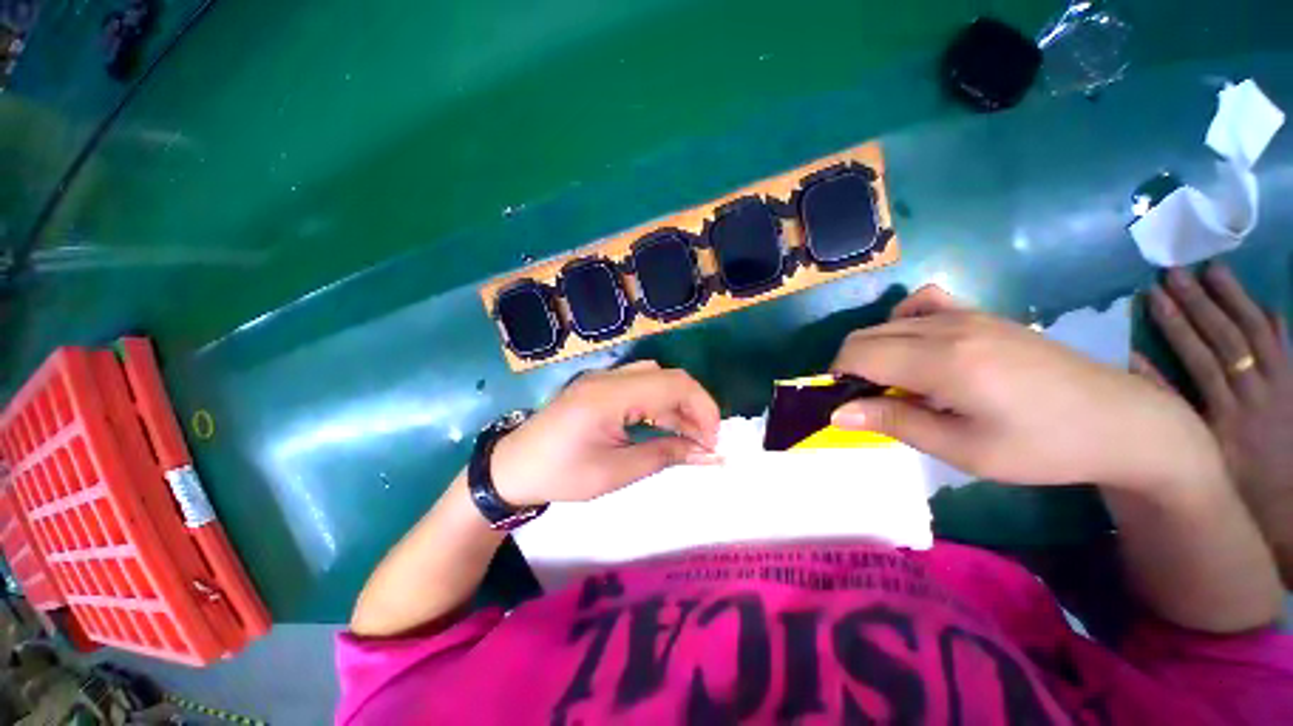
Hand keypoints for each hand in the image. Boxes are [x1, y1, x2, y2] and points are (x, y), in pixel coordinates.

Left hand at [490, 361, 720, 506]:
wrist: (513, 467)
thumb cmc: (562, 474)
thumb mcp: (616, 471)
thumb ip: (665, 455)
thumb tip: (708, 455)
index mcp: (610, 395)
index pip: (674, 385)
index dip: (703, 409)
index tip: (712, 442)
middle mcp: (609, 377)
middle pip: (668, 378)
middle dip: (695, 407)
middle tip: (704, 442)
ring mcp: (604, 379)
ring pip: (657, 380)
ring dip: (678, 405)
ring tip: (689, 438)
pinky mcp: (601, 387)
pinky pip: (641, 387)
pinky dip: (660, 405)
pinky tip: (665, 427)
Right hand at [828, 286, 1220, 489]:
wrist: (1119, 421)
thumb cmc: (1042, 447)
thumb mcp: (963, 449)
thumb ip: (895, 422)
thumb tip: (836, 413)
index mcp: (943, 361)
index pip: (857, 354)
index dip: (836, 378)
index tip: (845, 406)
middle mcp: (948, 327)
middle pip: (865, 336)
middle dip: (850, 367)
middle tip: (869, 404)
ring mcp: (967, 314)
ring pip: (886, 323)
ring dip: (873, 351)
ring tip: (894, 384)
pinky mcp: (981, 313)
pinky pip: (922, 303)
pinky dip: (901, 322)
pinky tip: (916, 346)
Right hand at [1142, 264, 1292, 527]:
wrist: (1284, 505)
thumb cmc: (1231, 482)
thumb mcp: (1199, 453)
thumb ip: (1172, 408)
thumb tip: (1136, 365)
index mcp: (1227, 411)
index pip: (1199, 356)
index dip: (1176, 324)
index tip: (1153, 295)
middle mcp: (1256, 392)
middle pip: (1228, 339)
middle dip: (1201, 303)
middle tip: (1177, 272)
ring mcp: (1282, 387)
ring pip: (1259, 335)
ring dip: (1236, 300)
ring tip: (1215, 270)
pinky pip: (1287, 349)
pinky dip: (1276, 324)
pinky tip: (1263, 304)